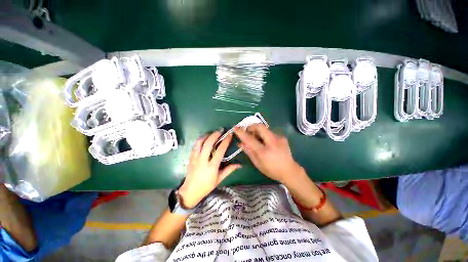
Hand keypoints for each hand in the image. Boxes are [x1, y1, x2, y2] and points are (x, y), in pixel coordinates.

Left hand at [178, 131, 240, 208]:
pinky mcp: (190, 157)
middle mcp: (203, 160)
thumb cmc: (206, 186)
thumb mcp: (219, 179)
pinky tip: (204, 138)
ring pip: (200, 142)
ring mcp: (195, 158)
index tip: (229, 135)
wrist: (190, 191)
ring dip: (207, 135)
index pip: (220, 150)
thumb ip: (229, 170)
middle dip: (215, 134)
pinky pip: (195, 145)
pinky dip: (200, 140)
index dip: (225, 141)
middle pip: (208, 143)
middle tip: (221, 130)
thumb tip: (240, 165)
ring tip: (212, 133)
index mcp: (212, 166)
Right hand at [234, 124, 301, 182]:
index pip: (250, 139)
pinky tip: (265, 142)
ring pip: (264, 128)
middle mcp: (272, 142)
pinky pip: (269, 132)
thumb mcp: (257, 163)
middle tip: (247, 132)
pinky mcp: (282, 137)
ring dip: (257, 131)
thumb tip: (240, 143)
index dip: (241, 133)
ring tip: (256, 139)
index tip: (235, 128)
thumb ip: (248, 151)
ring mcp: (279, 138)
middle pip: (259, 126)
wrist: (289, 170)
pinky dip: (264, 135)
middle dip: (251, 126)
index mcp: (264, 151)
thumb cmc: (271, 170)